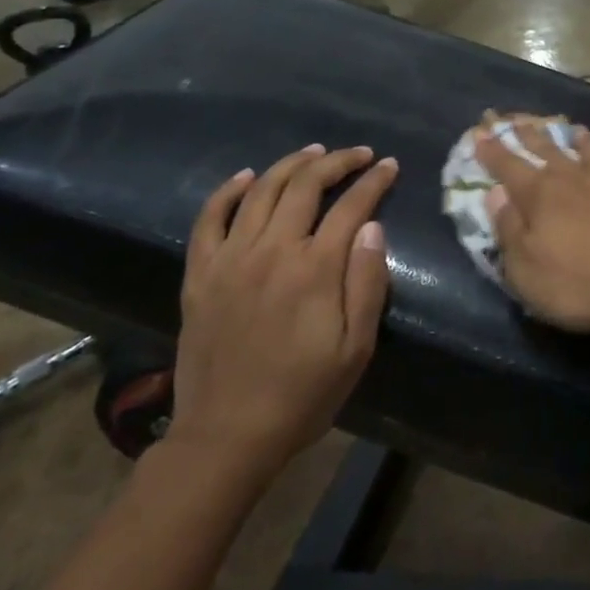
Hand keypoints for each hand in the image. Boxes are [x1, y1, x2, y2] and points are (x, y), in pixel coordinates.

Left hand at [167, 144, 397, 483]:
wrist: (227, 436)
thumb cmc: (303, 394)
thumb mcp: (356, 347)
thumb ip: (367, 283)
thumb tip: (373, 227)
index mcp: (315, 269)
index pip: (351, 206)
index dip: (374, 181)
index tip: (389, 166)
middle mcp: (271, 251)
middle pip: (305, 185)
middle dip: (337, 161)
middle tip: (358, 154)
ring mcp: (230, 260)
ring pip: (261, 191)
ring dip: (290, 165)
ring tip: (314, 153)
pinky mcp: (200, 275)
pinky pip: (209, 219)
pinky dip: (227, 191)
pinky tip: (245, 176)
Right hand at [475, 119, 589, 334]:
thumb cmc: (575, 283)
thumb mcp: (524, 268)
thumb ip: (508, 228)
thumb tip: (495, 194)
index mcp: (540, 195)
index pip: (508, 166)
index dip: (492, 151)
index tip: (480, 133)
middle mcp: (573, 181)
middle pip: (548, 151)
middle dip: (531, 136)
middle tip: (520, 120)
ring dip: (580, 142)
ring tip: (575, 129)